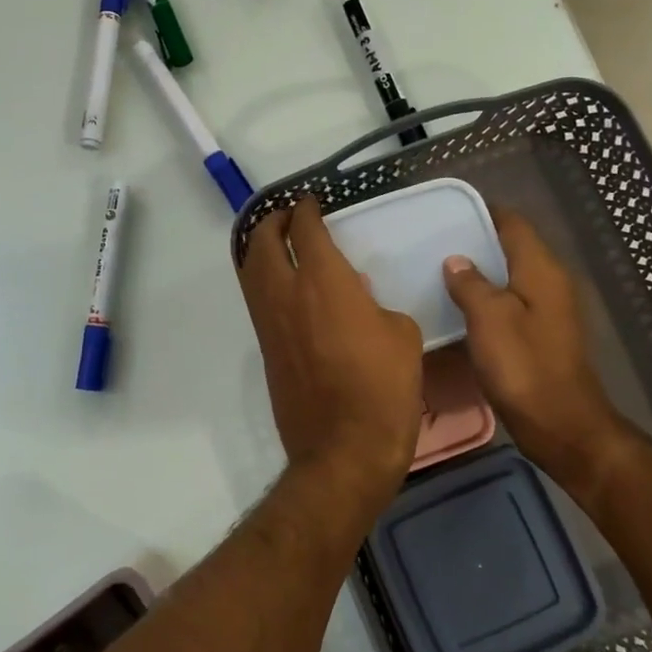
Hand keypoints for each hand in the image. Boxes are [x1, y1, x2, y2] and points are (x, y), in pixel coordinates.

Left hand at [238, 197, 424, 520]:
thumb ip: (373, 304)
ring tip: (276, 244)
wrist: (343, 448)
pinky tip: (282, 286)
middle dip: (272, 222)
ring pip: (251, 271)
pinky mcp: (265, 350)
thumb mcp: (400, 334)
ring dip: (260, 249)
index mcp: (323, 281)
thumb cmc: (383, 388)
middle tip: (286, 216)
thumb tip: (352, 296)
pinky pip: (257, 300)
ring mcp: (269, 323)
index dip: (306, 210)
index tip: (311, 202)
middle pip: (263, 242)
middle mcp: (286, 294)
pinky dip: (262, 280)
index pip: (306, 230)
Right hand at [442, 209, 622, 487]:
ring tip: (439, 273)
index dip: (483, 212)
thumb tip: (456, 260)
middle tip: (434, 243)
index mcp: (541, 270)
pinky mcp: (541, 335)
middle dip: (477, 243)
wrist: (560, 425)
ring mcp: (548, 310)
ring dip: (480, 274)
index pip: (513, 224)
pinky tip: (459, 310)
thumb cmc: (524, 367)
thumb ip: (471, 284)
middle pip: (512, 248)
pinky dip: (486, 300)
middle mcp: (550, 283)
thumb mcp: (490, 319)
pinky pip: (510, 304)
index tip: (448, 213)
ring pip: (510, 278)